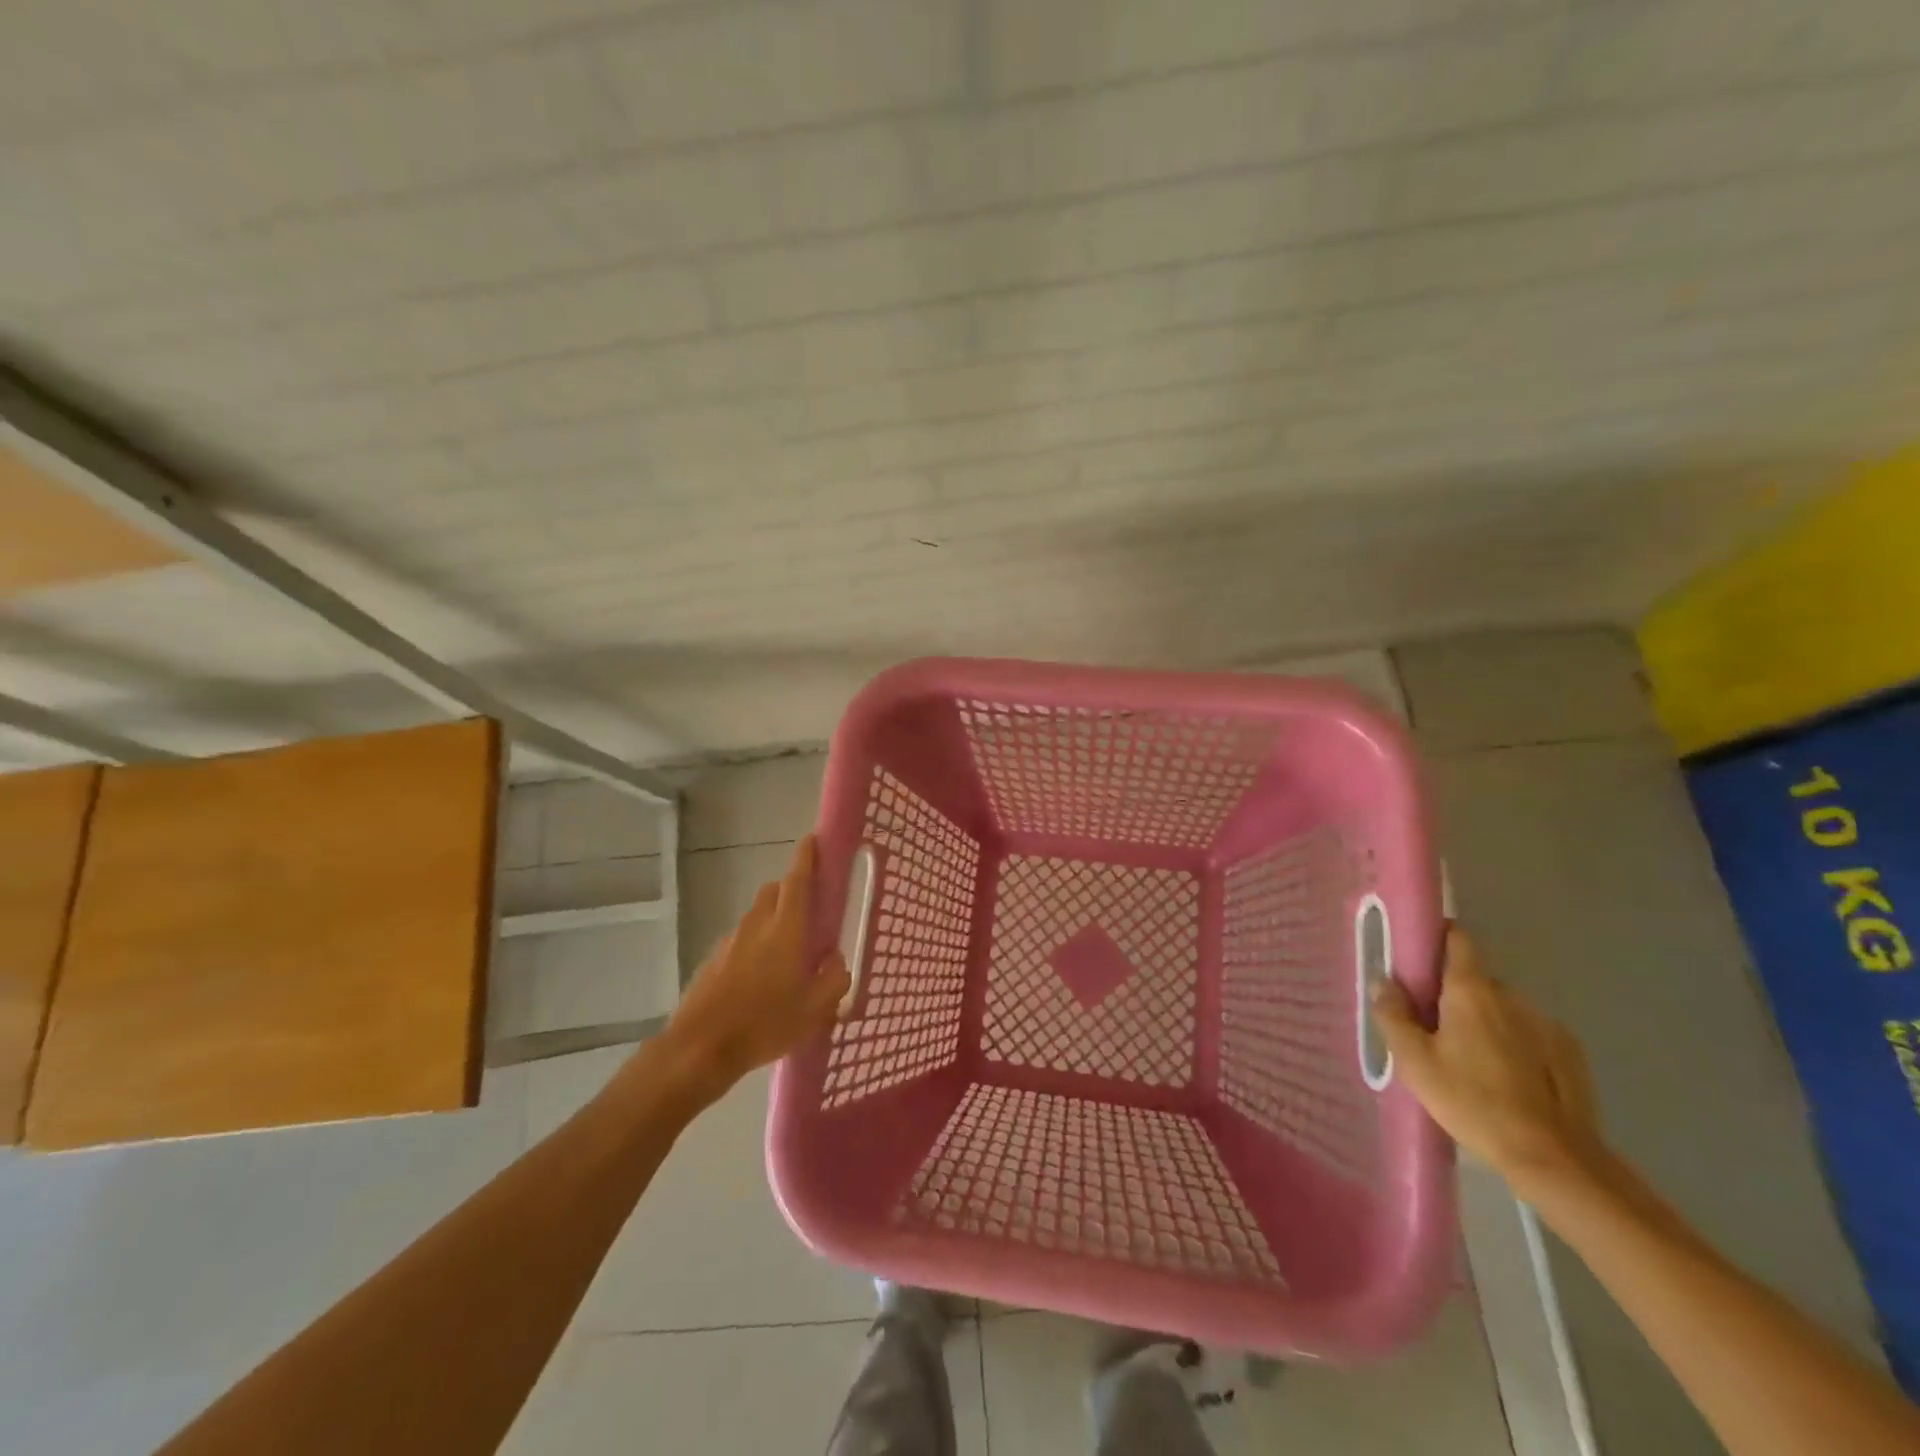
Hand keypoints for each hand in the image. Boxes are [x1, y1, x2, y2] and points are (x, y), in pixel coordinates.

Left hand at [663, 836, 850, 1097]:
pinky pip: (741, 939)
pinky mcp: (713, 960)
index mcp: (787, 930)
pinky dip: (754, 944)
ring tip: (787, 953)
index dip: (806, 858)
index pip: (798, 881)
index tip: (813, 840)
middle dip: (792, 890)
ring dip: (773, 919)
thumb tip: (836, 960)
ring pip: (757, 915)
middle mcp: (758, 925)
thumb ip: (834, 980)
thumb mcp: (816, 1011)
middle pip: (774, 891)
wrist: (700, 1048)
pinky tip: (760, 978)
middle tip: (809, 911)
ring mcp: (731, 941)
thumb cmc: (765, 1024)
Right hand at [1373, 926, 1604, 1193]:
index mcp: (1471, 990)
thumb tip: (1384, 981)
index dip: (1437, 938)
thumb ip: (1393, 1015)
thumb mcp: (1415, 1061)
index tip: (1418, 955)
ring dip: (1484, 1020)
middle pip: (1475, 979)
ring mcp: (1545, 1023)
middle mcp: (1511, 996)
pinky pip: (1529, 1033)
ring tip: (1471, 1059)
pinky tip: (1505, 1077)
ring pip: (1503, 1008)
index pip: (1458, 939)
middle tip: (1433, 1027)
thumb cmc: (1472, 1101)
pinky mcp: (1569, 1053)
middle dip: (1453, 994)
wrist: (1553, 1157)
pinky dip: (1513, 1043)